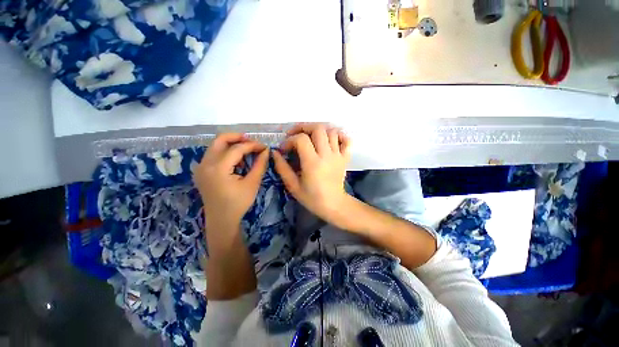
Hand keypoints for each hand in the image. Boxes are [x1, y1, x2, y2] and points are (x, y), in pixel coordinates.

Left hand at [194, 133, 268, 227]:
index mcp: (218, 168)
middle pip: (220, 140)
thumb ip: (260, 165)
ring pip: (215, 146)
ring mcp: (200, 167)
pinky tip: (236, 161)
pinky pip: (213, 154)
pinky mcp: (201, 171)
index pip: (236, 149)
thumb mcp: (252, 184)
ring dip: (231, 145)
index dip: (252, 145)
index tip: (264, 147)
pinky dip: (225, 152)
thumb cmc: (238, 203)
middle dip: (237, 137)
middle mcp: (205, 164)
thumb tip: (266, 151)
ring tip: (246, 152)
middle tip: (252, 141)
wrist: (221, 220)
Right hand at [272, 123, 350, 225]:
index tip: (284, 149)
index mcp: (313, 163)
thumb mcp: (293, 186)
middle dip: (304, 127)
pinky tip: (330, 140)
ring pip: (332, 131)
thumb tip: (275, 153)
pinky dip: (339, 136)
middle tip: (295, 135)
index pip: (301, 139)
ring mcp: (338, 155)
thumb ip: (282, 168)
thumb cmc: (312, 198)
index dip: (290, 140)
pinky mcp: (345, 158)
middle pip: (318, 129)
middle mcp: (327, 155)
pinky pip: (346, 140)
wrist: (333, 205)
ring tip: (311, 137)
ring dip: (319, 130)